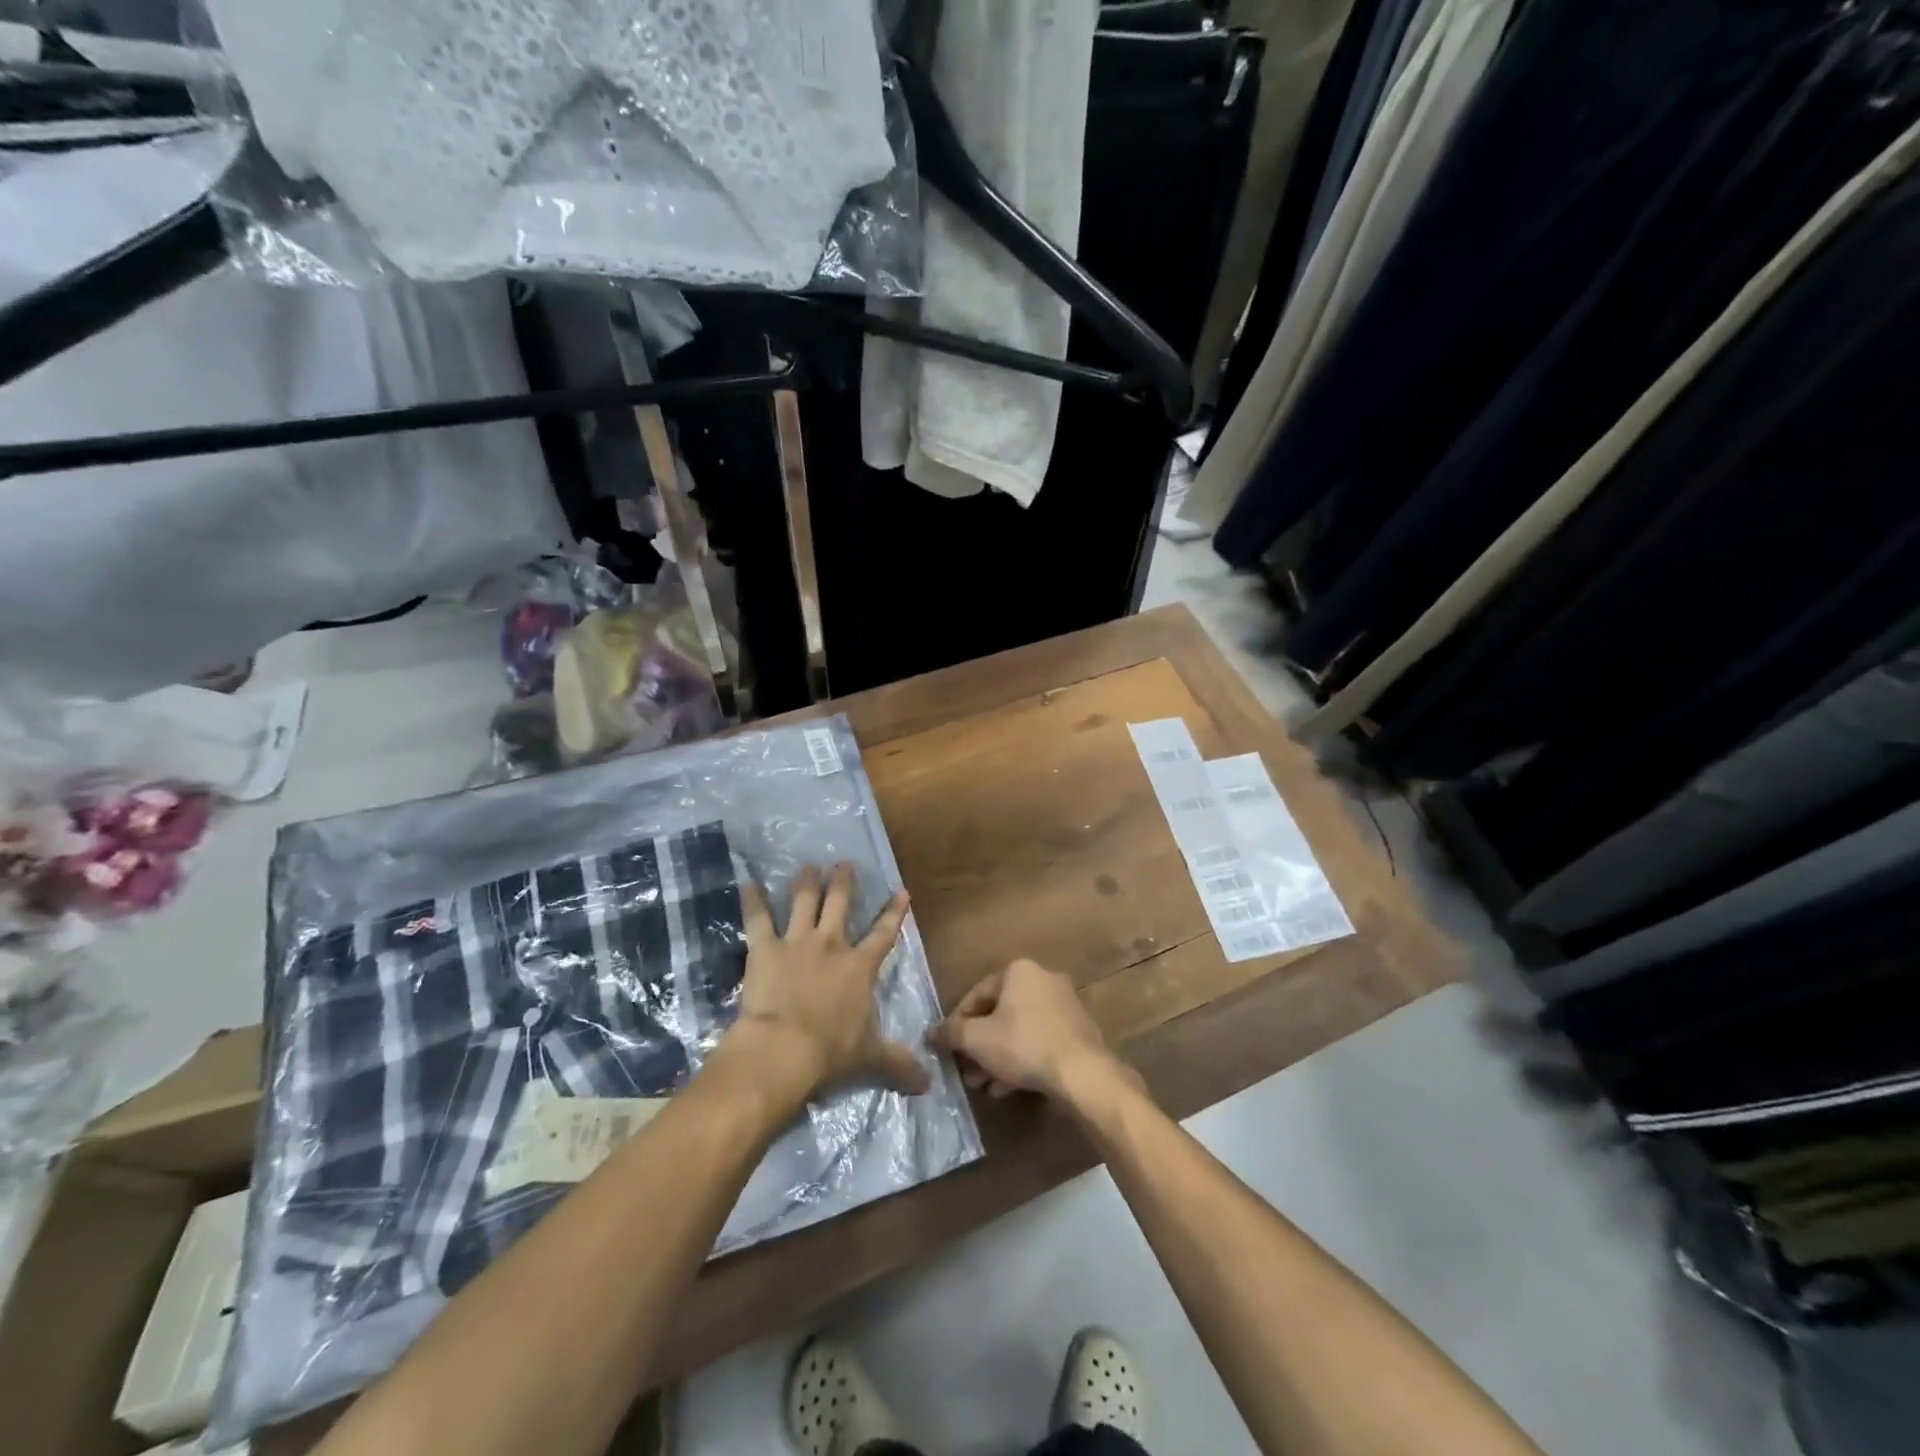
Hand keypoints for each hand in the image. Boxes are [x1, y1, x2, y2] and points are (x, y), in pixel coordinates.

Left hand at [717, 863, 929, 1108]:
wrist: (784, 1048)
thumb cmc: (831, 1051)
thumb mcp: (870, 1057)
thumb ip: (898, 1063)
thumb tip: (928, 1084)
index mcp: (860, 967)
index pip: (884, 934)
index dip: (894, 912)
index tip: (902, 891)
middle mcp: (831, 945)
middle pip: (841, 904)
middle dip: (844, 882)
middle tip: (844, 863)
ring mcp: (797, 942)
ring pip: (804, 902)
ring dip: (807, 882)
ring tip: (808, 866)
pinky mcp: (765, 948)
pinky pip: (758, 918)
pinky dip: (752, 899)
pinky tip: (747, 882)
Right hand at [929, 958, 1129, 1105]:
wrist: (1082, 1072)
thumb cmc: (1023, 1045)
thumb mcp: (977, 1040)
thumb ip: (951, 1033)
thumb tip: (929, 1032)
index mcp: (1019, 970)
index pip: (977, 994)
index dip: (957, 1023)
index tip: (948, 1048)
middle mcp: (1043, 979)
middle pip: (999, 1014)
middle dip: (979, 1045)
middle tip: (966, 1071)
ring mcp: (1064, 1004)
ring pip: (1019, 1030)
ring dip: (998, 1056)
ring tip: (984, 1084)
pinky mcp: (1077, 1030)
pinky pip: (1039, 1041)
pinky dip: (1022, 1059)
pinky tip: (1008, 1087)